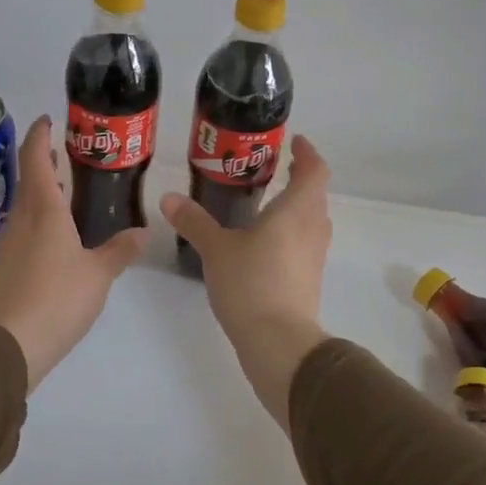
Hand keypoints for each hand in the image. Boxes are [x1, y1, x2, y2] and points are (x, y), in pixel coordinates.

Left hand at [0, 115, 147, 391]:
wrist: (11, 344)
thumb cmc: (58, 298)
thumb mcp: (98, 274)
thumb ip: (120, 250)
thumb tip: (143, 232)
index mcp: (43, 211)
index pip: (35, 159)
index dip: (40, 136)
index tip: (48, 120)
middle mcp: (21, 219)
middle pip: (28, 180)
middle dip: (44, 162)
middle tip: (66, 155)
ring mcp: (8, 243)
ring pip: (24, 205)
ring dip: (41, 192)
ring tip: (65, 191)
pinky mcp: (5, 266)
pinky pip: (22, 229)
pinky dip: (38, 219)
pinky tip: (55, 235)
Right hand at [160, 135, 333, 428]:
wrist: (278, 342)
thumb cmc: (251, 284)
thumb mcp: (216, 249)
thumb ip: (194, 222)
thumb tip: (169, 198)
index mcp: (297, 210)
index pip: (315, 171)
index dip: (307, 154)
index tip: (296, 143)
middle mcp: (313, 228)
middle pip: (316, 195)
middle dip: (300, 179)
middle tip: (275, 169)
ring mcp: (315, 256)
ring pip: (312, 220)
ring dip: (297, 207)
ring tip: (268, 203)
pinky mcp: (310, 279)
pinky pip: (305, 243)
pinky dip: (291, 232)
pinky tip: (265, 242)